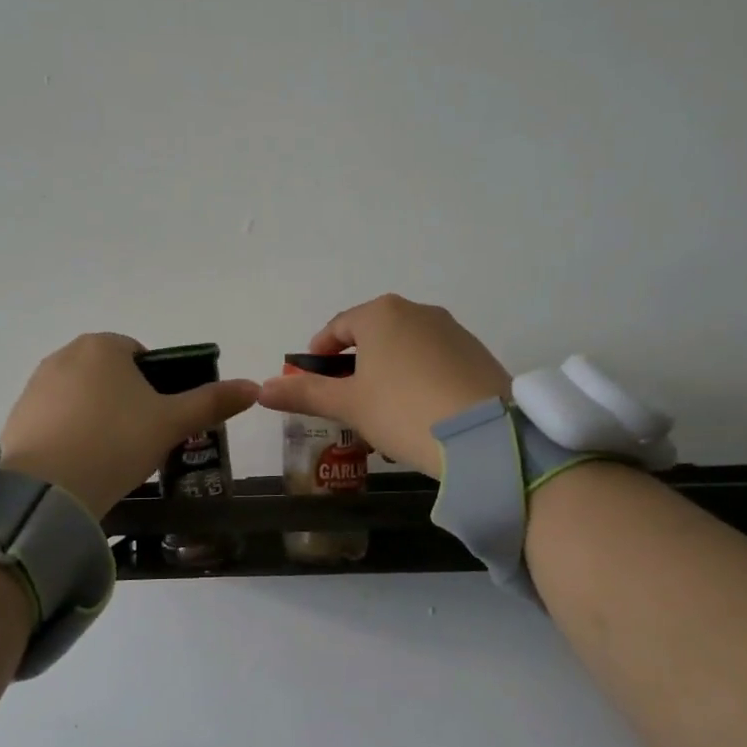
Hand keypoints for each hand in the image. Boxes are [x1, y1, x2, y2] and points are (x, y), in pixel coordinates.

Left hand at [0, 333, 260, 517]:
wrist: (48, 490)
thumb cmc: (116, 442)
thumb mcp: (171, 423)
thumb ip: (212, 402)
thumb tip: (254, 386)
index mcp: (103, 346)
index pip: (139, 355)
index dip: (156, 386)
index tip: (160, 419)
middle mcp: (64, 355)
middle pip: (109, 375)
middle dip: (126, 402)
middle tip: (139, 441)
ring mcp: (35, 385)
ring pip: (81, 397)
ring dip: (97, 418)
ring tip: (109, 457)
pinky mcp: (17, 416)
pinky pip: (54, 419)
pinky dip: (69, 435)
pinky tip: (79, 465)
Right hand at [256, 295, 510, 474]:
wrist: (484, 436)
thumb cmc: (402, 410)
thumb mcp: (348, 404)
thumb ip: (304, 393)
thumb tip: (261, 389)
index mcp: (381, 313)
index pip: (338, 326)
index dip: (319, 352)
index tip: (311, 378)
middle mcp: (418, 311)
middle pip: (374, 336)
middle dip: (356, 367)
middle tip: (347, 402)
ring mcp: (453, 330)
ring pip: (406, 350)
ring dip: (388, 375)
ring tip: (384, 415)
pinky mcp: (477, 354)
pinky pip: (435, 362)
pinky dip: (420, 381)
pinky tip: (421, 415)